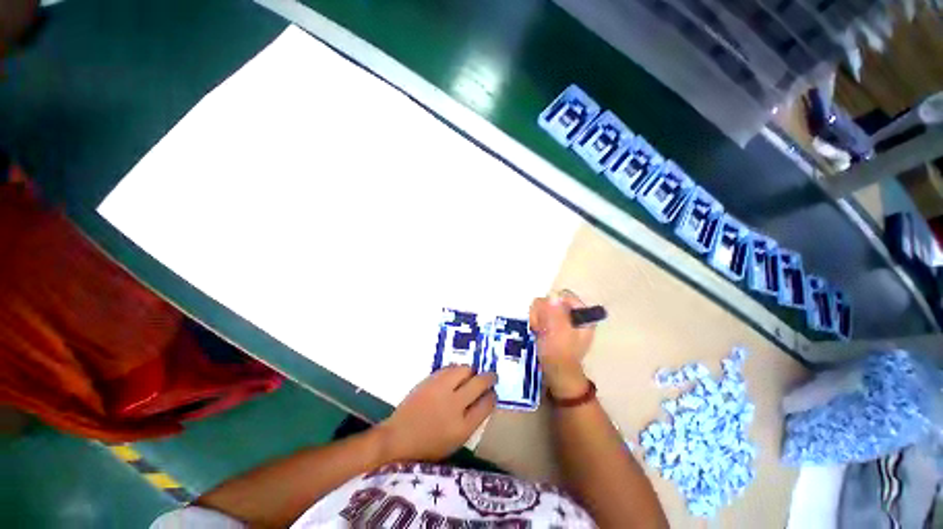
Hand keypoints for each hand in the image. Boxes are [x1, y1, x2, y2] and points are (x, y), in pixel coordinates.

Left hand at [378, 366, 496, 461]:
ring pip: (465, 369)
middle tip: (491, 377)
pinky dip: (456, 369)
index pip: (487, 404)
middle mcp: (454, 405)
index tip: (492, 393)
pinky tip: (456, 374)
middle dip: (489, 378)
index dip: (492, 396)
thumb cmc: (428, 447)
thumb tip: (483, 399)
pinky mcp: (430, 380)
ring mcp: (441, 390)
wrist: (397, 439)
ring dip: (472, 371)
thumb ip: (471, 421)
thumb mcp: (455, 442)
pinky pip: (449, 368)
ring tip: (472, 375)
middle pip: (480, 383)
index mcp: (462, 427)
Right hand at [530, 291, 595, 398]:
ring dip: (537, 318)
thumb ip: (555, 314)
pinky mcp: (552, 323)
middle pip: (552, 300)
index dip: (552, 304)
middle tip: (541, 327)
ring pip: (543, 306)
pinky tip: (536, 331)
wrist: (556, 373)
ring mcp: (561, 318)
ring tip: (538, 331)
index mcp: (582, 315)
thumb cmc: (560, 354)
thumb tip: (553, 296)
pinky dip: (536, 321)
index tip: (546, 316)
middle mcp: (573, 313)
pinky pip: (540, 314)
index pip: (564, 296)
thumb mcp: (558, 334)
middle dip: (543, 312)